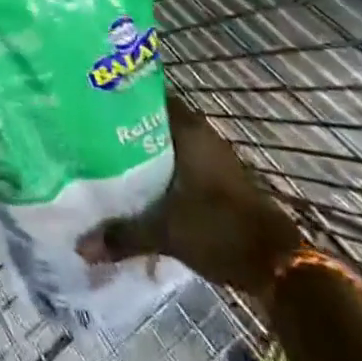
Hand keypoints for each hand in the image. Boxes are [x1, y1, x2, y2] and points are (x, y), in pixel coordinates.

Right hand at [78, 96, 299, 295]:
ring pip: (168, 141)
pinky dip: (161, 167)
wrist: (280, 265)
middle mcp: (200, 134)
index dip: (120, 96)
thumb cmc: (220, 229)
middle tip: (90, 128)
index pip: (147, 95)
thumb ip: (124, 235)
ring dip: (144, 148)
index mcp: (187, 129)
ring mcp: (213, 157)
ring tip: (107, 154)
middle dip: (125, 124)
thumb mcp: (167, 232)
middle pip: (155, 119)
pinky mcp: (220, 180)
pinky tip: (140, 182)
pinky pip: (181, 161)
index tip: (90, 98)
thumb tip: (81, 246)